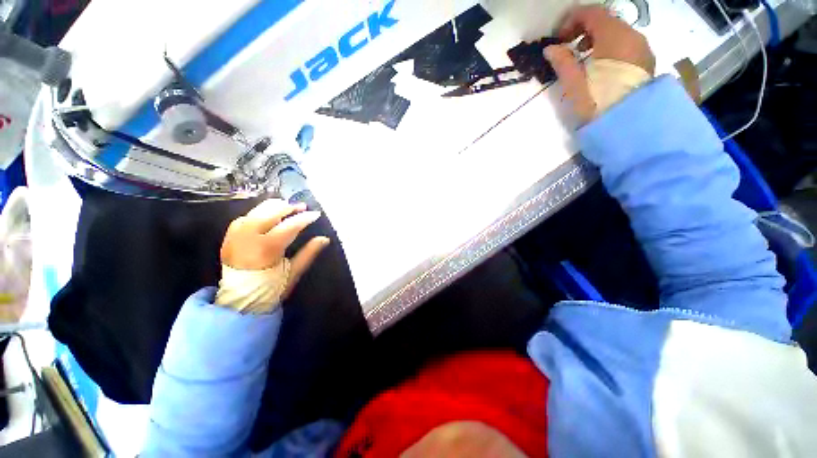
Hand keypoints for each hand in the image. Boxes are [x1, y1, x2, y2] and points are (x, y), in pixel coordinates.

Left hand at [219, 199, 329, 306]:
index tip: (316, 214)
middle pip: (268, 213)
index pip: (288, 227)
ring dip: (272, 207)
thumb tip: (324, 239)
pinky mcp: (228, 239)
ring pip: (254, 212)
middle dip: (287, 207)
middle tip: (302, 207)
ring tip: (287, 207)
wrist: (240, 301)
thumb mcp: (293, 273)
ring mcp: (235, 238)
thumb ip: (308, 253)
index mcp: (265, 250)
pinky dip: (257, 213)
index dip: (303, 219)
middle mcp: (247, 239)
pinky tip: (267, 215)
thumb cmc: (271, 289)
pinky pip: (243, 218)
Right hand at [544, 6, 655, 122]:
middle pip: (606, 20)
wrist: (628, 125)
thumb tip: (550, 49)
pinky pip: (625, 44)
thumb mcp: (574, 83)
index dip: (571, 20)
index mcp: (614, 36)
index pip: (592, 13)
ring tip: (582, 57)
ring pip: (617, 32)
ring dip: (596, 38)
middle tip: (567, 46)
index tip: (557, 38)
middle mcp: (632, 35)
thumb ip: (562, 62)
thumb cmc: (598, 102)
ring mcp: (642, 48)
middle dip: (583, 28)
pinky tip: (599, 64)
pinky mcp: (644, 62)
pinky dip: (609, 47)